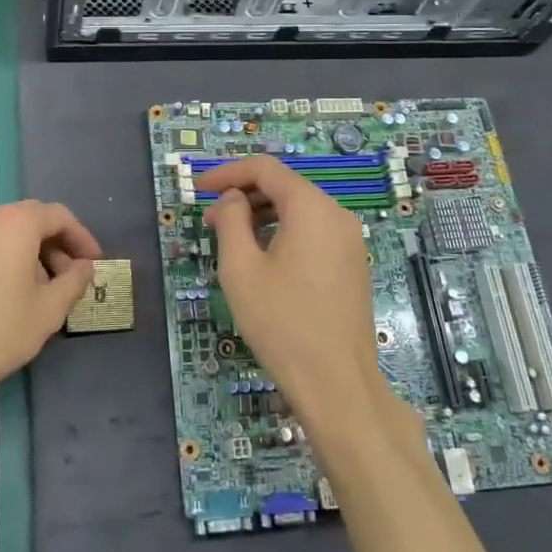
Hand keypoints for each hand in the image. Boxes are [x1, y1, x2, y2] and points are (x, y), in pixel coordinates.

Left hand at [0, 201, 100, 414]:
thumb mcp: (47, 311)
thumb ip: (74, 282)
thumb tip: (84, 267)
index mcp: (15, 223)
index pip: (59, 216)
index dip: (82, 238)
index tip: (94, 264)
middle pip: (31, 220)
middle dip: (57, 246)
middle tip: (71, 279)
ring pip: (6, 234)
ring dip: (31, 254)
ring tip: (41, 293)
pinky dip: (5, 260)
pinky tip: (8, 297)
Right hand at [200, 156, 393, 434]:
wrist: (337, 382)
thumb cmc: (281, 322)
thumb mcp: (241, 268)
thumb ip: (231, 221)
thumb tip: (232, 200)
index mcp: (311, 207)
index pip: (266, 169)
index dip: (228, 173)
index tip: (198, 189)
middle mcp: (337, 214)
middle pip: (285, 187)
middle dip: (244, 195)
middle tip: (210, 220)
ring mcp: (350, 240)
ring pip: (300, 210)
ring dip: (262, 215)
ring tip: (230, 239)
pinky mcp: (352, 264)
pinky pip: (314, 232)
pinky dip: (284, 232)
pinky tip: (263, 257)